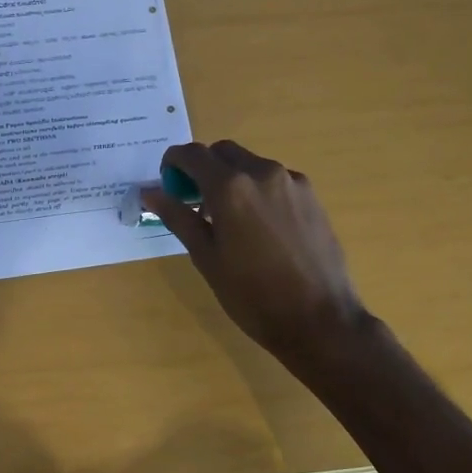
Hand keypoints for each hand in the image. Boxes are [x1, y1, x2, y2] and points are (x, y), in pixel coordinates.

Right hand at [144, 141, 368, 356]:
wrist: (320, 320)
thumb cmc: (253, 296)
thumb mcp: (207, 258)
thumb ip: (178, 217)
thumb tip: (150, 192)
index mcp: (230, 188)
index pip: (193, 154)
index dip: (174, 163)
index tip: (169, 184)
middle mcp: (262, 173)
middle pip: (223, 152)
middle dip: (204, 168)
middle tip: (196, 202)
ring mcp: (292, 182)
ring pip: (251, 164)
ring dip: (232, 178)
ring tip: (229, 219)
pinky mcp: (312, 196)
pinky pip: (275, 180)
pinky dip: (258, 190)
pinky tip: (260, 227)